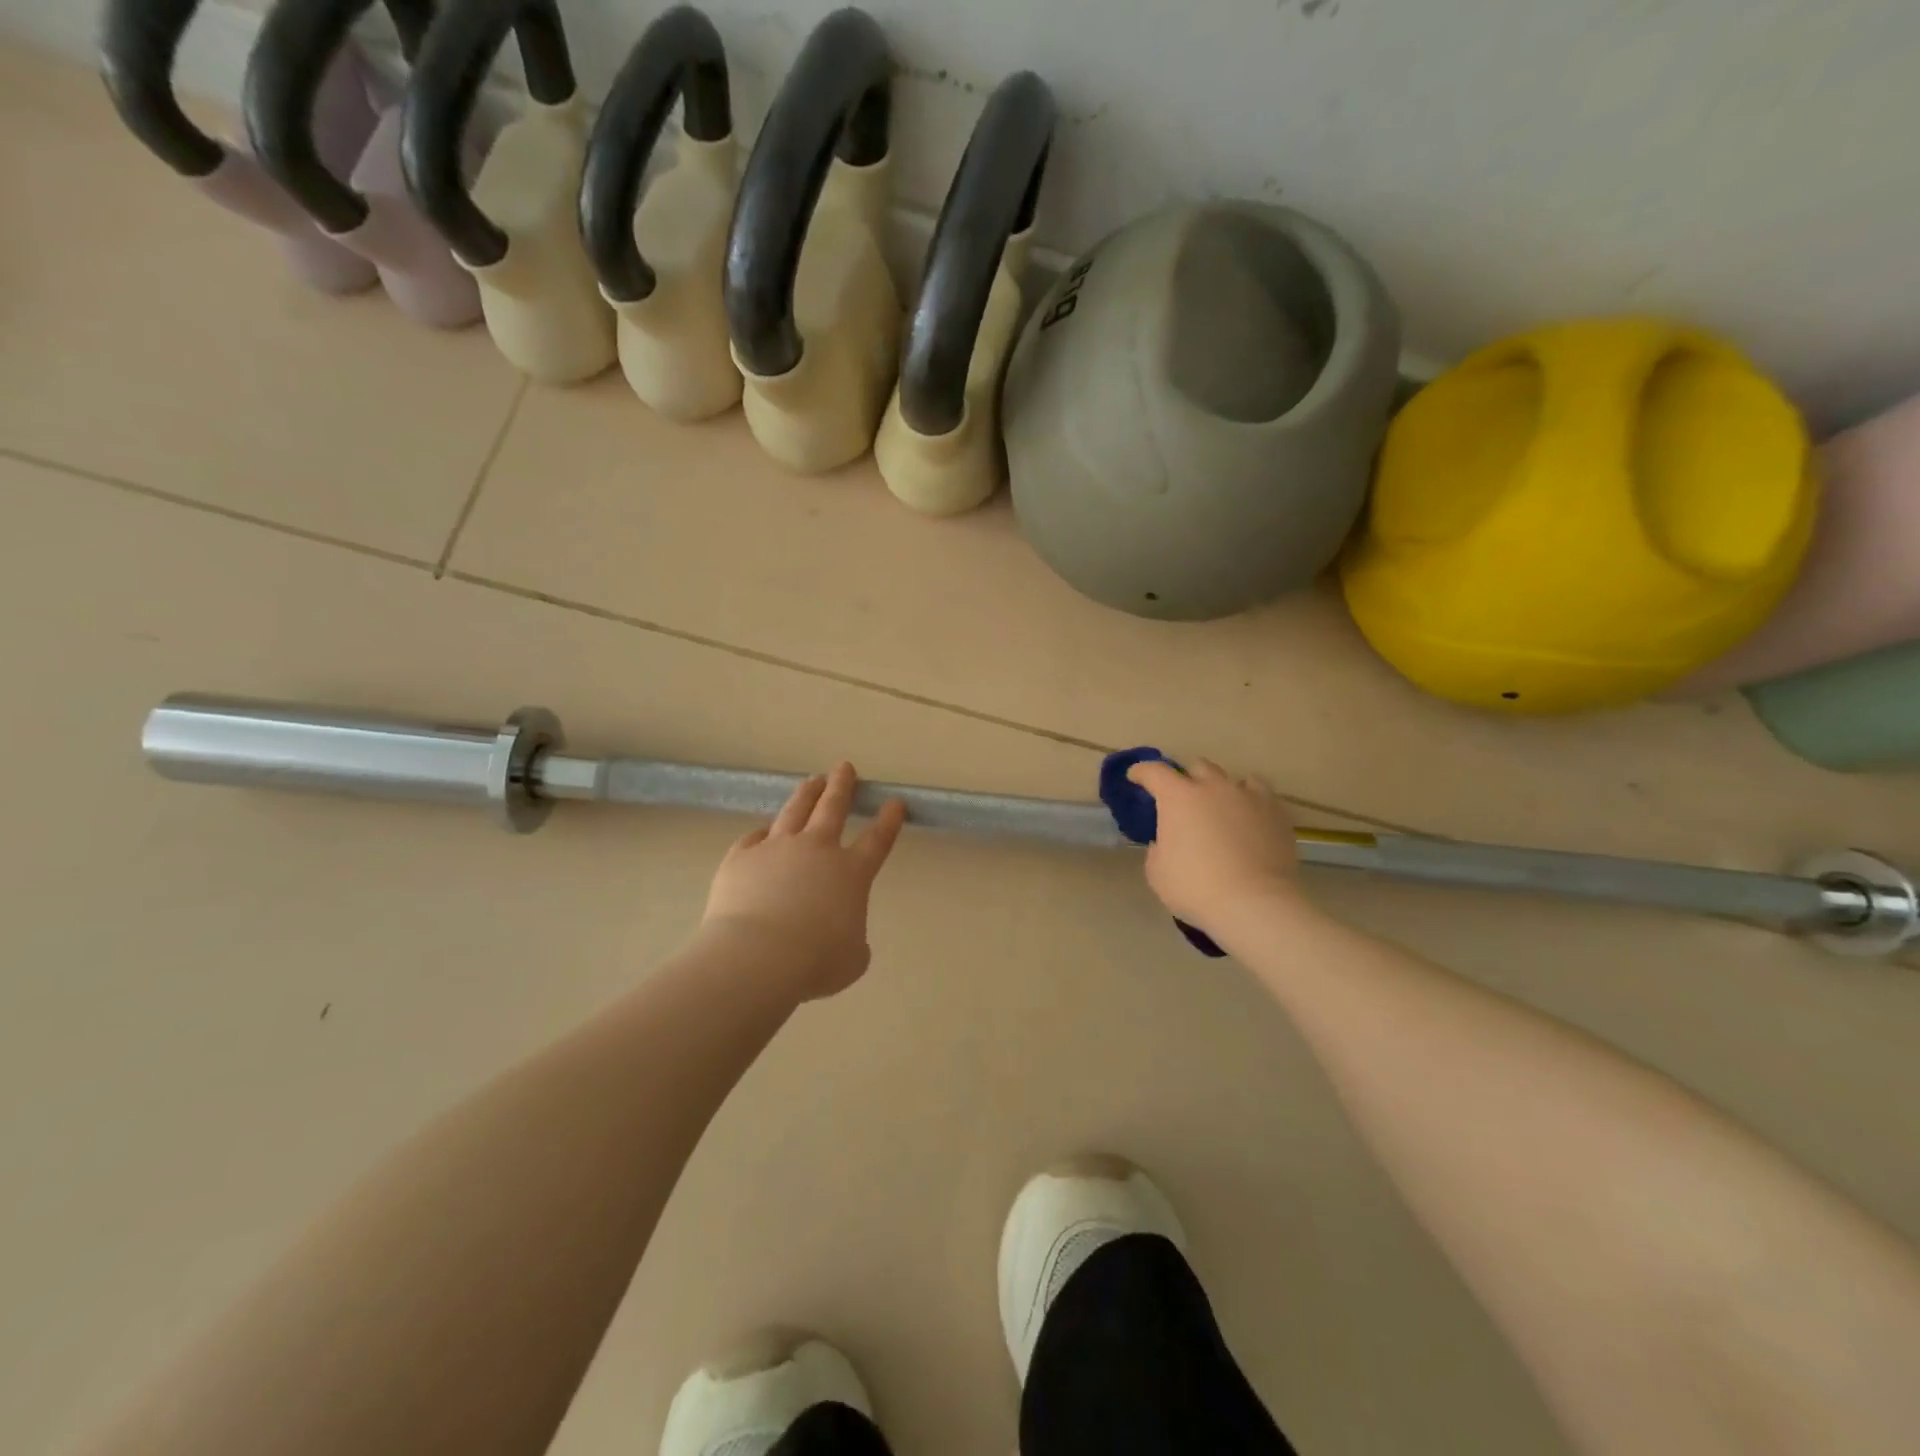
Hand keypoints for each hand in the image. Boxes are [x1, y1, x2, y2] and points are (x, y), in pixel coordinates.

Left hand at [701, 763, 907, 1000]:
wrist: (757, 956)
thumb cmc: (814, 962)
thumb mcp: (852, 959)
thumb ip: (854, 941)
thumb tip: (843, 935)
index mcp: (851, 873)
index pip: (877, 840)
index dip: (888, 820)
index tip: (894, 803)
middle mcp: (816, 850)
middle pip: (832, 808)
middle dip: (842, 786)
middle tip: (845, 767)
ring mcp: (777, 849)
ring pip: (795, 811)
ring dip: (807, 794)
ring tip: (813, 780)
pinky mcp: (742, 857)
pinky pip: (754, 838)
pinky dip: (761, 834)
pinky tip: (762, 832)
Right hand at [1125, 759, 1304, 936]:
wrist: (1253, 904)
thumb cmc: (1195, 888)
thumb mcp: (1157, 871)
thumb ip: (1159, 847)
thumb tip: (1169, 841)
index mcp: (1178, 797)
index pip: (1154, 771)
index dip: (1141, 772)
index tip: (1135, 777)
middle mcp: (1213, 787)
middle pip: (1197, 766)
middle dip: (1186, 777)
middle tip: (1182, 797)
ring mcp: (1247, 796)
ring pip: (1231, 778)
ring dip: (1220, 788)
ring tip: (1219, 806)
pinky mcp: (1275, 812)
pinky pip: (1259, 793)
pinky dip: (1249, 800)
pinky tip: (1248, 815)